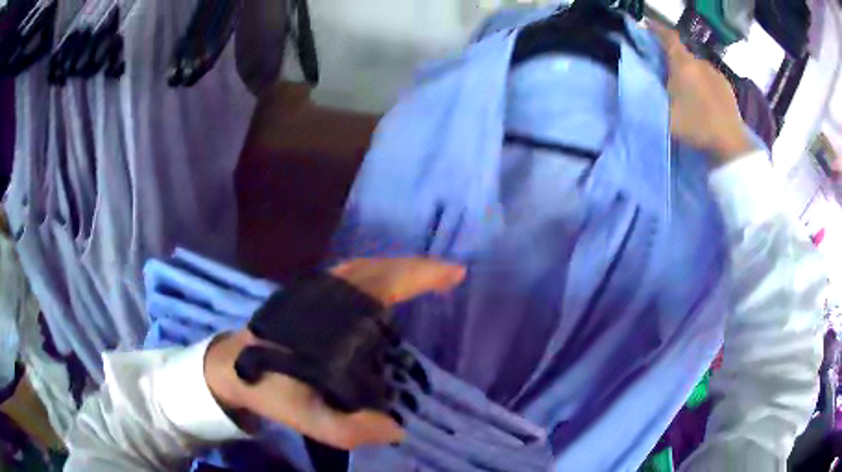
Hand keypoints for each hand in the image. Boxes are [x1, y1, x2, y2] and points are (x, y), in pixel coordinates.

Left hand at [205, 258, 465, 449]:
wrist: (231, 367)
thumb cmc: (268, 387)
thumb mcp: (303, 415)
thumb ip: (347, 428)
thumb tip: (397, 430)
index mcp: (332, 316)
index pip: (384, 285)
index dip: (421, 275)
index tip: (455, 273)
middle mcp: (327, 294)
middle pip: (378, 268)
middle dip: (416, 268)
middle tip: (448, 275)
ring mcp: (316, 290)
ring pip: (364, 268)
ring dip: (396, 269)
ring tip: (424, 279)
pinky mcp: (308, 294)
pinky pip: (350, 275)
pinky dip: (376, 274)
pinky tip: (383, 291)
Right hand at [650, 23, 754, 164]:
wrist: (731, 145)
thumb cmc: (697, 127)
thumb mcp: (666, 116)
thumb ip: (654, 97)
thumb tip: (644, 86)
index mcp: (683, 63)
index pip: (667, 36)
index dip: (655, 28)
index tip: (646, 26)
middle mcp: (699, 62)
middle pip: (682, 52)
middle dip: (672, 58)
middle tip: (665, 72)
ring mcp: (716, 73)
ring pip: (696, 66)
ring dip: (689, 72)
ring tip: (687, 90)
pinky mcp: (727, 87)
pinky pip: (709, 77)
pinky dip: (703, 82)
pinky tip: (703, 98)